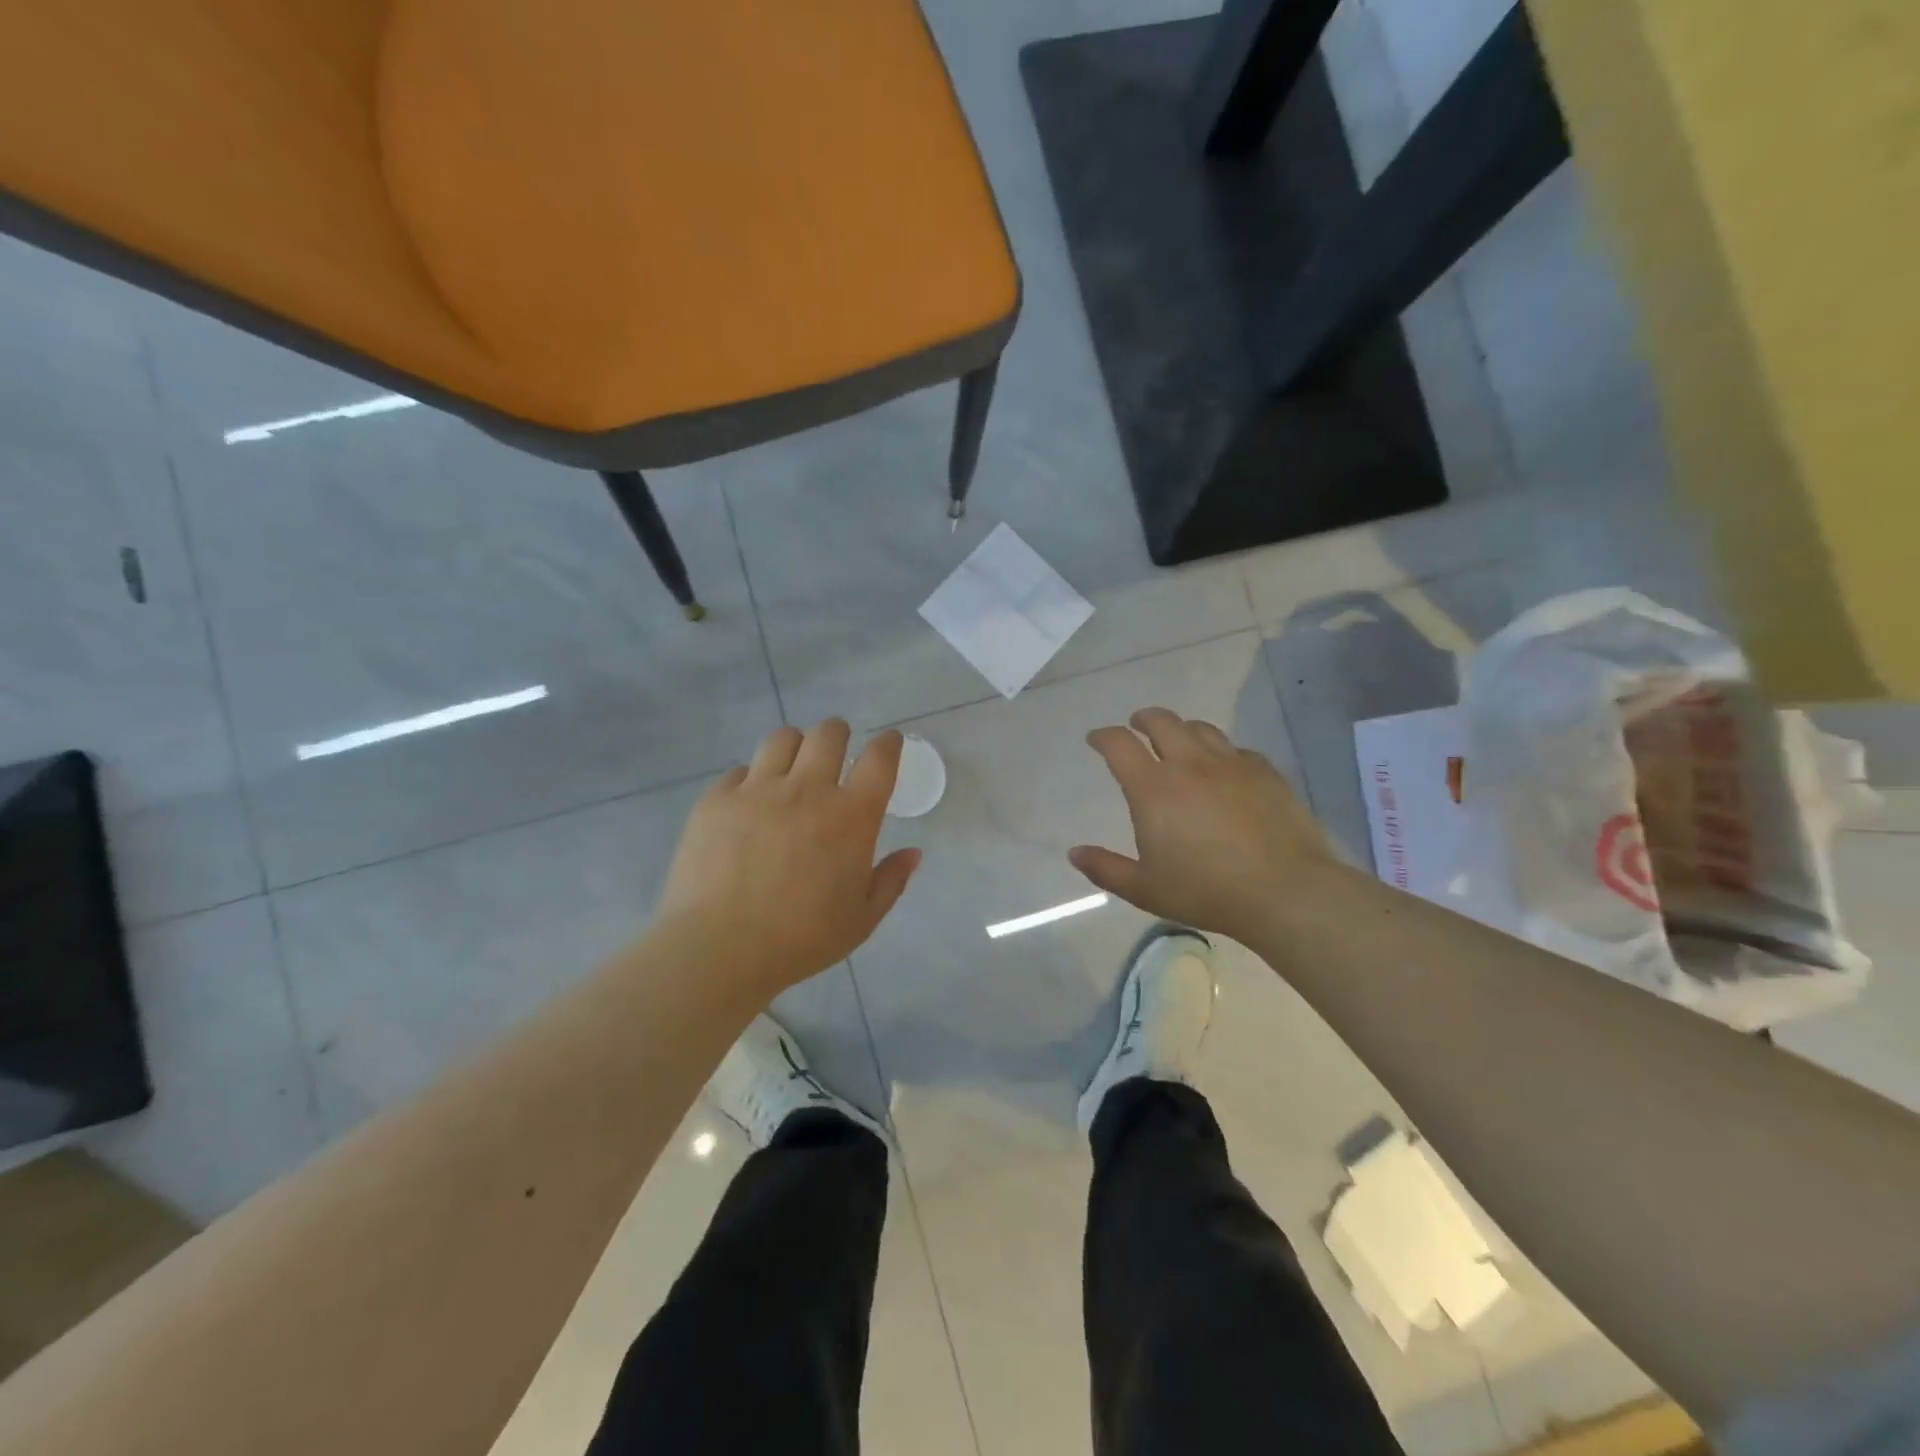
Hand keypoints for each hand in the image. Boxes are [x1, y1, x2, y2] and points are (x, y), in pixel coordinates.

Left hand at [656, 721, 920, 996]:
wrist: (719, 948)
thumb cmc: (801, 939)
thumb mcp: (861, 920)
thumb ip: (891, 881)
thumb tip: (913, 853)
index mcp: (851, 817)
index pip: (879, 759)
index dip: (888, 743)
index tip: (888, 742)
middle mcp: (807, 790)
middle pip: (828, 733)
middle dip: (838, 733)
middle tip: (836, 749)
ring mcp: (758, 790)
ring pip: (782, 739)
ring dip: (795, 746)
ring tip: (791, 767)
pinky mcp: (717, 799)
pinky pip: (739, 771)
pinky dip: (751, 779)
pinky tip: (749, 803)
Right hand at [1070, 708, 1344, 943]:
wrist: (1285, 891)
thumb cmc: (1206, 891)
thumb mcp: (1145, 889)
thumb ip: (1105, 869)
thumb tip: (1074, 853)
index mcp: (1153, 789)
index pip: (1119, 745)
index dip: (1102, 736)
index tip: (1096, 739)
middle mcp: (1189, 765)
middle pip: (1161, 721)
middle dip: (1142, 719)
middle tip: (1137, 727)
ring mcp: (1231, 764)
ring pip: (1200, 728)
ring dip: (1181, 729)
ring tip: (1178, 740)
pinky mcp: (1265, 772)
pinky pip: (1236, 749)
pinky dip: (1220, 752)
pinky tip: (1224, 768)